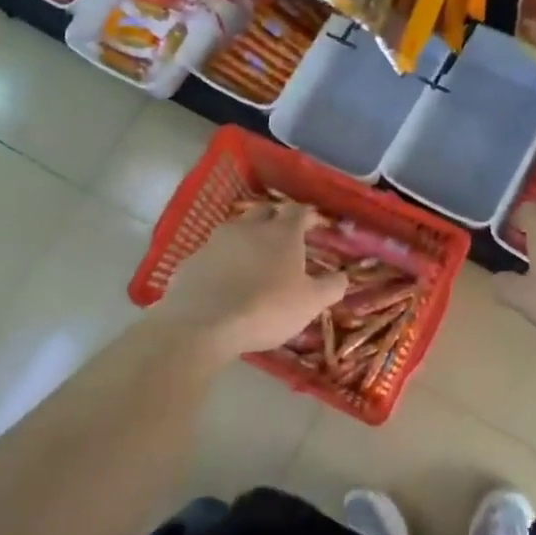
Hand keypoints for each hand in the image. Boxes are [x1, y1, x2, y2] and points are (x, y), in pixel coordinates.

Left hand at [155, 203, 347, 359]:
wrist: (203, 324)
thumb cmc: (266, 309)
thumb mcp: (310, 304)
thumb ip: (331, 287)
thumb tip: (343, 276)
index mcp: (282, 233)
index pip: (298, 211)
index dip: (307, 216)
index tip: (314, 225)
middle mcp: (249, 227)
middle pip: (265, 212)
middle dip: (276, 220)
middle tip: (284, 238)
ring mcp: (216, 240)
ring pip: (237, 230)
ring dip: (247, 239)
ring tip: (254, 259)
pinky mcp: (192, 259)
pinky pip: (213, 253)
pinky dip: (223, 261)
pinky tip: (225, 280)